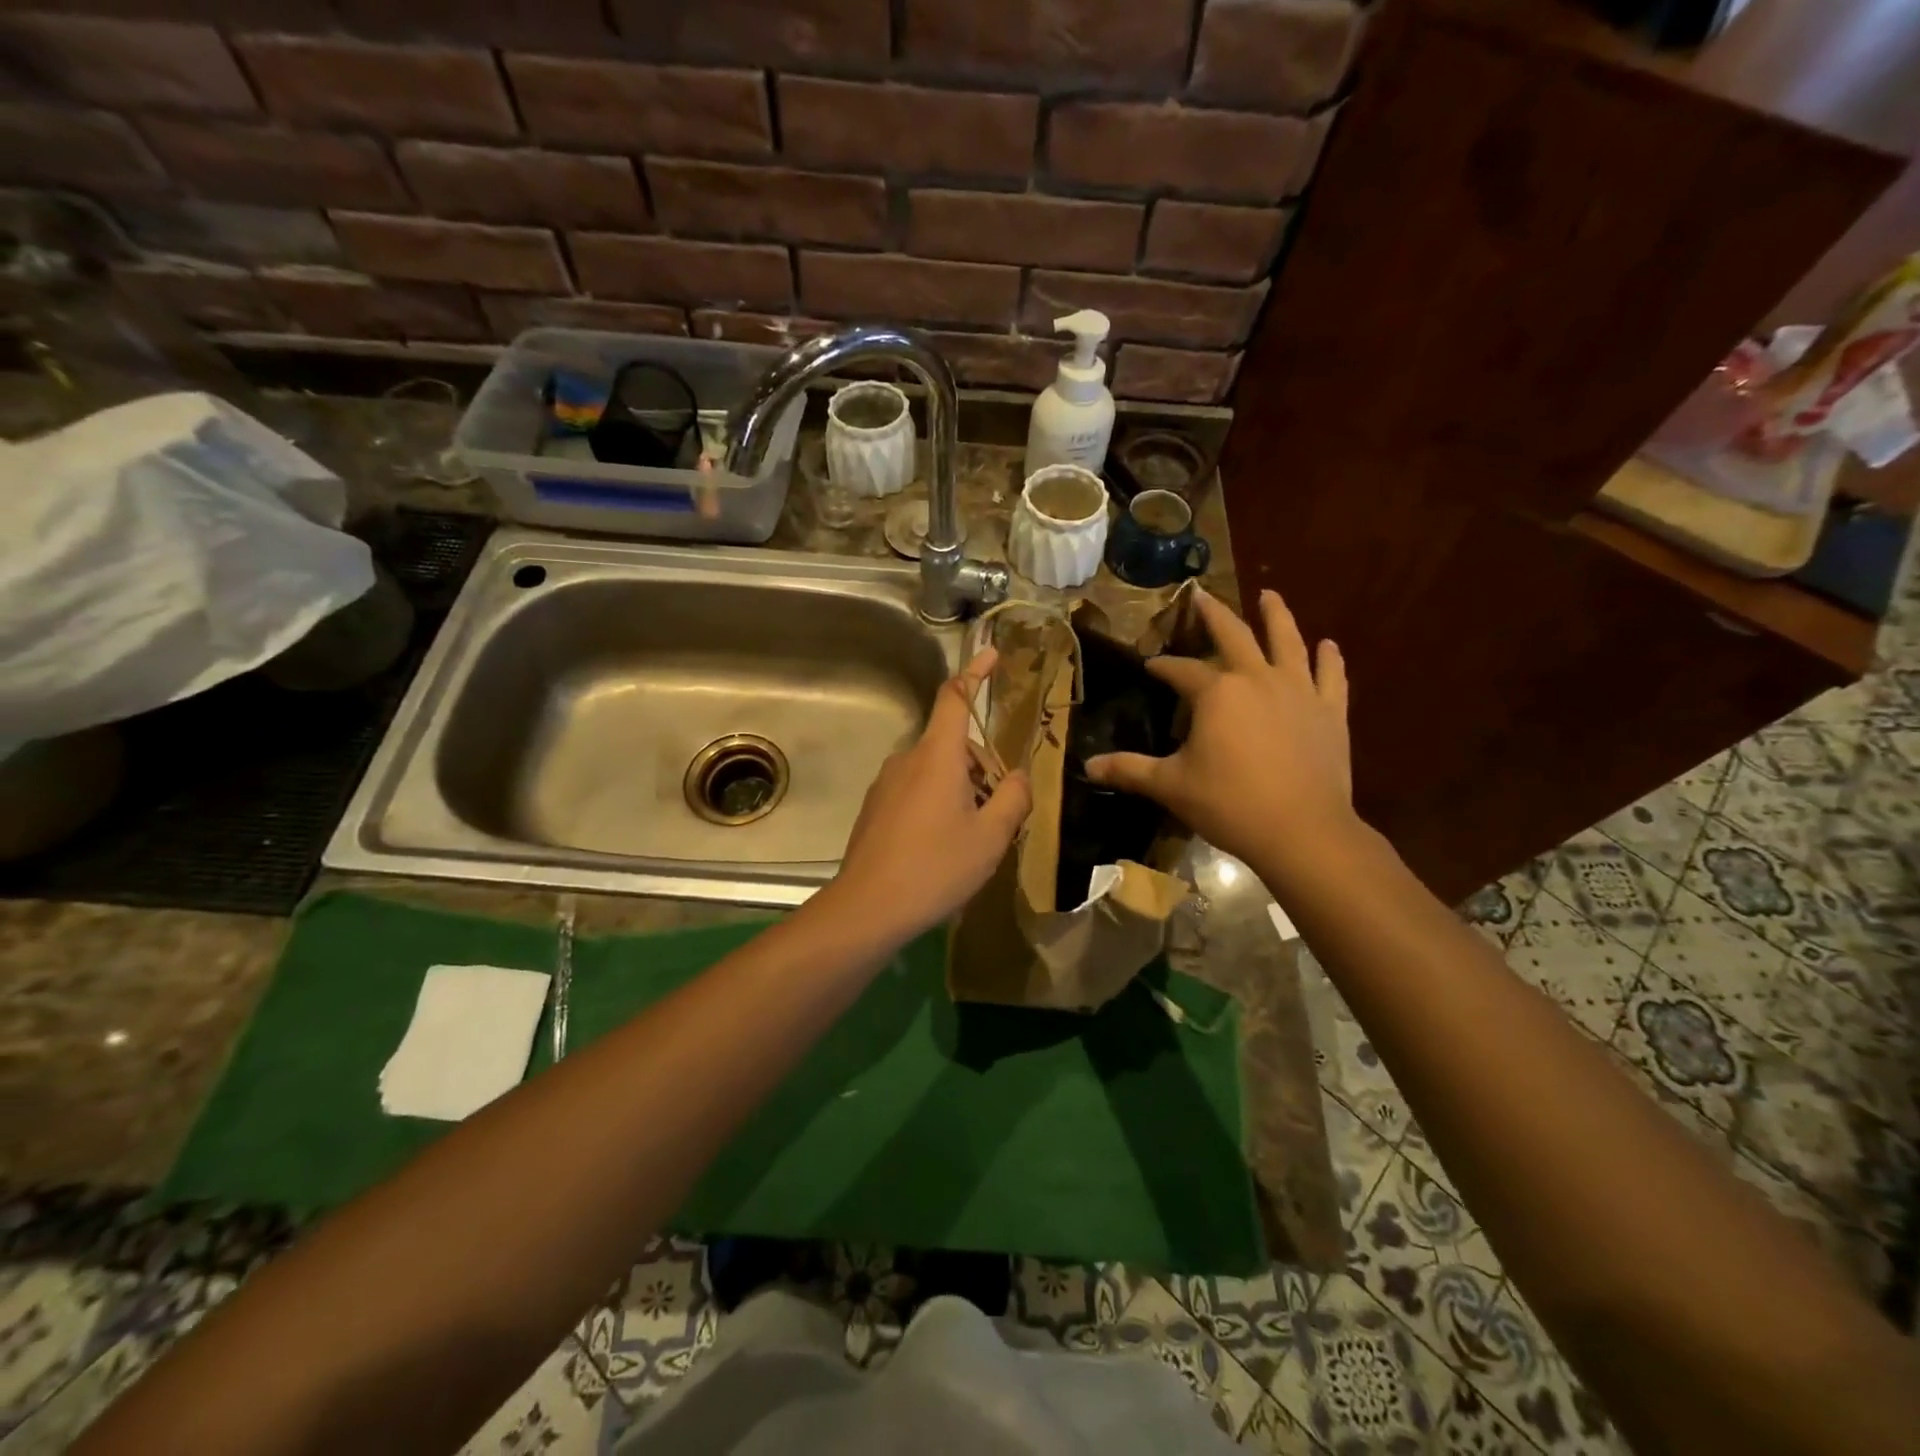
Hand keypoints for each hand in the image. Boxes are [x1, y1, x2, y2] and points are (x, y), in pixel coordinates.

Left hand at [827, 648, 1030, 942]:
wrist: (867, 908)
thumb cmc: (936, 867)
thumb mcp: (991, 836)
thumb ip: (1014, 798)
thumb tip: (1021, 777)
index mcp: (937, 755)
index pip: (956, 697)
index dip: (976, 672)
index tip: (993, 654)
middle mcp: (907, 759)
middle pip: (954, 745)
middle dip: (983, 767)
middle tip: (1001, 813)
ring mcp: (886, 784)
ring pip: (936, 771)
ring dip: (963, 790)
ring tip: (974, 839)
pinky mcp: (875, 808)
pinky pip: (916, 791)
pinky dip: (938, 804)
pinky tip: (943, 848)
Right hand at [1085, 587, 1354, 874]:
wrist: (1302, 831)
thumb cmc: (1229, 804)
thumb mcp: (1170, 786)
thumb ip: (1129, 769)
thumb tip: (1087, 766)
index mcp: (1216, 693)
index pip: (1181, 671)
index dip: (1164, 667)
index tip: (1151, 666)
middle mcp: (1257, 679)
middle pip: (1234, 636)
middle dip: (1214, 614)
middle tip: (1203, 594)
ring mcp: (1298, 691)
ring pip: (1287, 641)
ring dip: (1277, 616)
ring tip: (1269, 595)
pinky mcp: (1330, 711)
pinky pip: (1331, 676)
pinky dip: (1329, 659)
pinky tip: (1329, 645)